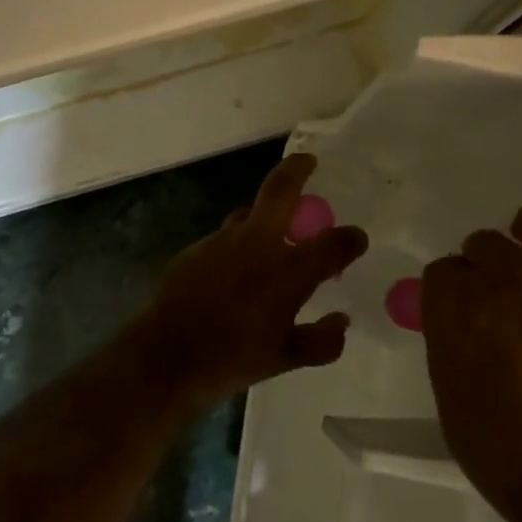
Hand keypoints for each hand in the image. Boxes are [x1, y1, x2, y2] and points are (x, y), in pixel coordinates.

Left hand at [130, 154, 367, 408]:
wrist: (166, 355)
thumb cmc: (232, 358)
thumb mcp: (285, 359)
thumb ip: (321, 341)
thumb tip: (340, 322)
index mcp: (288, 271)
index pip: (333, 243)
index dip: (351, 239)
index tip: (355, 240)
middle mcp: (257, 245)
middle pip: (280, 189)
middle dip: (297, 170)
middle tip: (308, 162)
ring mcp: (221, 242)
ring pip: (248, 214)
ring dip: (264, 217)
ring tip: (271, 236)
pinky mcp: (195, 249)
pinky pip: (224, 239)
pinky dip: (237, 247)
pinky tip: (233, 273)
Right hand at [422, 202, 521, 520]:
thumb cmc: (511, 458)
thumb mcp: (452, 399)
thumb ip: (452, 345)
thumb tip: (464, 326)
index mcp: (452, 304)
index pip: (446, 270)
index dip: (461, 293)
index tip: (477, 317)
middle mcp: (501, 275)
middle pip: (487, 243)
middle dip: (497, 273)